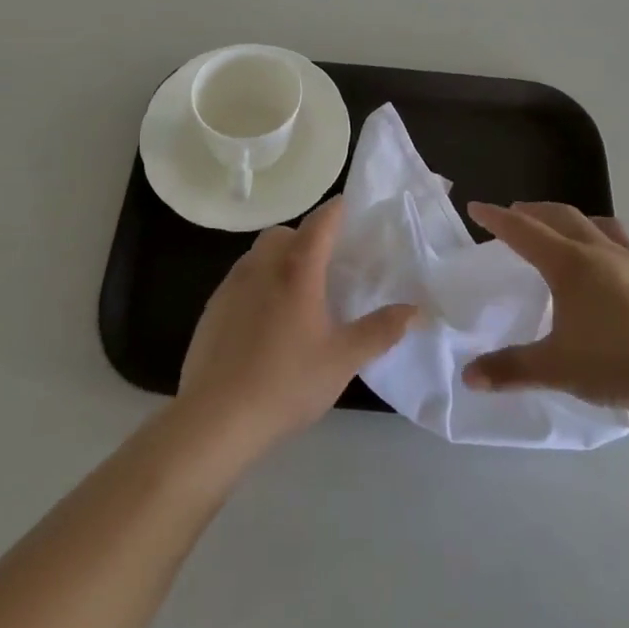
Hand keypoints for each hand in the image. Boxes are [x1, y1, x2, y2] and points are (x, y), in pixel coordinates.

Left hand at [178, 196, 417, 454]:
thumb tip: (415, 310)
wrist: (215, 418)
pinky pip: (241, 279)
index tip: (353, 209)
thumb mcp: (342, 360)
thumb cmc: (286, 383)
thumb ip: (380, 331)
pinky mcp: (213, 307)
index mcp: (297, 268)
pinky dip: (259, 283)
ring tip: (299, 293)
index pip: (321, 221)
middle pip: (285, 233)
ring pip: (260, 254)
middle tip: (328, 264)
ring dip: (280, 258)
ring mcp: (232, 284)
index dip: (338, 210)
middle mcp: (262, 265)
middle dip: (307, 237)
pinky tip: (267, 321)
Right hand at [463, 202, 628, 409]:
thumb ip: (511, 369)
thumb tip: (468, 376)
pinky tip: (605, 254)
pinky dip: (599, 233)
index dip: (497, 219)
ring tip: (557, 226)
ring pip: (591, 222)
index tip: (477, 207)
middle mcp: (596, 250)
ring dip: (566, 218)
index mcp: (568, 264)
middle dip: (531, 211)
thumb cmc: (617, 362)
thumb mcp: (556, 368)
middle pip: (558, 216)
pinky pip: (619, 239)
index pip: (524, 231)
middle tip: (512, 213)